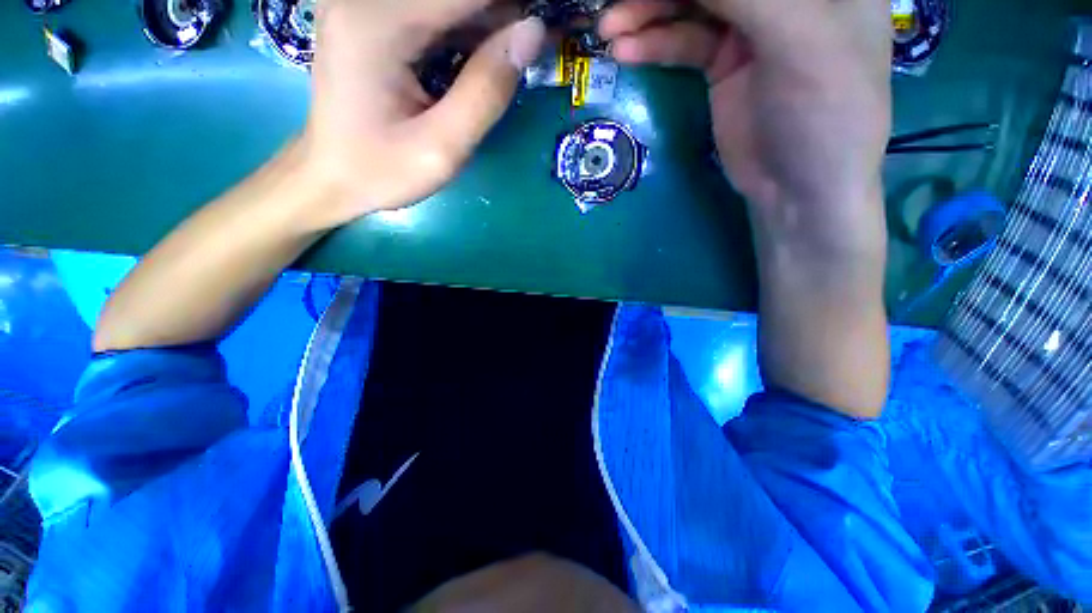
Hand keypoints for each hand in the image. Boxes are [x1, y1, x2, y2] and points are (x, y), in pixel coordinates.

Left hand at [302, 0, 545, 229]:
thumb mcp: (443, 147)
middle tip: (527, 50)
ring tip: (509, 58)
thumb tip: (532, 33)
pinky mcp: (369, 15)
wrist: (331, 175)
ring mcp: (363, 2)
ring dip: (484, 23)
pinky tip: (481, 55)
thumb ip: (486, 92)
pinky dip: (464, 29)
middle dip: (500, 16)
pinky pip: (430, 11)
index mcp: (377, 23)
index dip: (511, 7)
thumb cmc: (383, 171)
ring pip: (445, 1)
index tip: (542, 30)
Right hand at [600, 0, 890, 257]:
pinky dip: (654, 44)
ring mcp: (751, 28)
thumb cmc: (822, 113)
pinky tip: (626, 50)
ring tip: (609, 27)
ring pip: (694, 7)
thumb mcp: (797, 41)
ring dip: (648, 14)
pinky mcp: (722, 64)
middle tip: (618, 2)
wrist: (795, 188)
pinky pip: (683, 43)